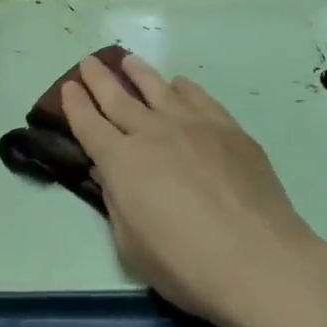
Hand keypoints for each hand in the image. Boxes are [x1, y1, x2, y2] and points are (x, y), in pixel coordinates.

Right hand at [61, 53, 326, 326]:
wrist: (258, 260)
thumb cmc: (185, 265)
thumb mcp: (131, 245)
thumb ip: (117, 202)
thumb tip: (109, 172)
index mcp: (122, 162)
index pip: (89, 125)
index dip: (75, 105)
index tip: (68, 87)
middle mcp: (154, 133)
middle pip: (119, 98)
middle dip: (99, 79)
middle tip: (88, 62)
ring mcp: (194, 126)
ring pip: (159, 89)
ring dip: (139, 73)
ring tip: (128, 61)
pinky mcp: (229, 130)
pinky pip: (200, 98)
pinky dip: (184, 88)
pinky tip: (180, 84)